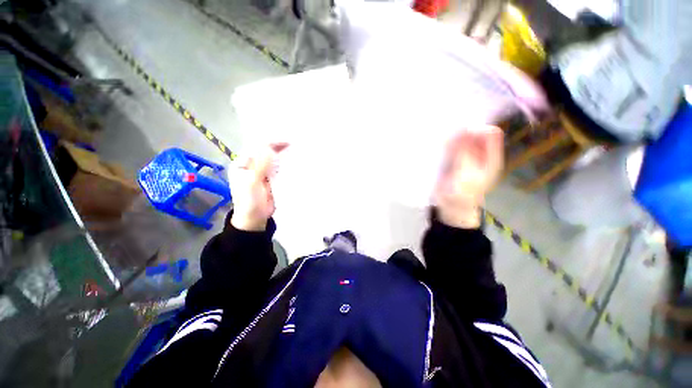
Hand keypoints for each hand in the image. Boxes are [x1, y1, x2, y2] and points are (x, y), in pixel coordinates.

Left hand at [229, 143, 288, 230]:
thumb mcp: (252, 182)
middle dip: (277, 147)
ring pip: (273, 160)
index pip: (256, 148)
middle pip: (265, 153)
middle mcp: (251, 165)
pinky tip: (293, 160)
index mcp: (242, 164)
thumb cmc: (249, 201)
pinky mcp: (271, 179)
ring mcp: (262, 172)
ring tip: (295, 148)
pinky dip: (285, 164)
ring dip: (282, 155)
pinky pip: (278, 169)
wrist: (255, 218)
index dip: (270, 143)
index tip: (285, 141)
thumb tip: (269, 148)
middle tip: (293, 142)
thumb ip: (260, 165)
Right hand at [433, 126, 503, 228]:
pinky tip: (440, 145)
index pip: (491, 133)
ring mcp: (468, 157)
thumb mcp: (467, 173)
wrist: (452, 207)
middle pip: (477, 134)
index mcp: (491, 158)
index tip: (462, 132)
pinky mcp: (455, 160)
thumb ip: (466, 151)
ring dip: (454, 137)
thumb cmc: (462, 193)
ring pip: (464, 139)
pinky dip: (448, 144)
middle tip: (449, 136)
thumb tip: (463, 128)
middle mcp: (481, 154)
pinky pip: (453, 147)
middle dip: (464, 132)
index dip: (478, 129)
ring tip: (443, 140)